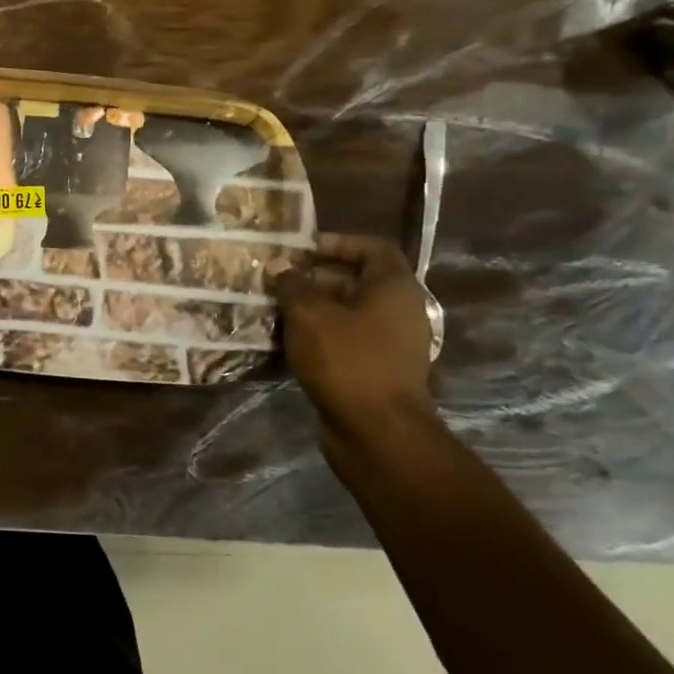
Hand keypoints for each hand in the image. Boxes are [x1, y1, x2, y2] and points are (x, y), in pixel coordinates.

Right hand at [273, 234, 435, 442]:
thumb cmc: (346, 359)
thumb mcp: (308, 313)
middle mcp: (399, 311)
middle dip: (315, 277)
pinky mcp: (376, 369)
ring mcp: (390, 343)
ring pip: (347, 312)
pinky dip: (319, 335)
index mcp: (394, 288)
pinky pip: (345, 340)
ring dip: (312, 308)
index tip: (302, 249)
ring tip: (275, 309)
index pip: (373, 248)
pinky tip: (287, 341)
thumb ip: (291, 284)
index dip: (337, 242)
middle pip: (356, 280)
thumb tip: (278, 265)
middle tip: (278, 280)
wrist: (377, 431)